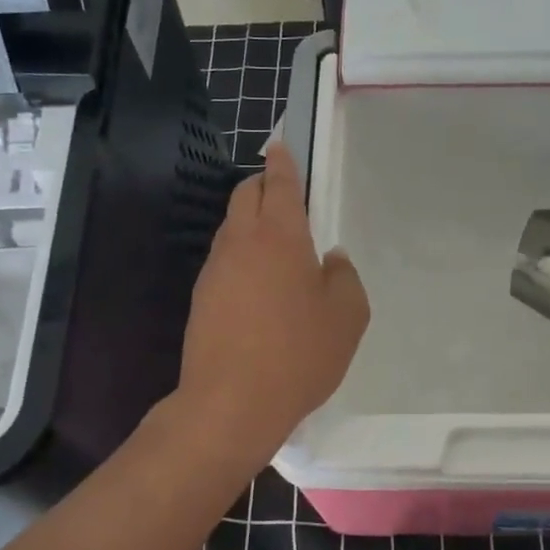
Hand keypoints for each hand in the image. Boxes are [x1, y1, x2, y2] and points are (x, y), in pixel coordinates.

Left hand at [178, 143, 369, 458]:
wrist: (230, 404)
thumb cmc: (299, 354)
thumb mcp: (347, 316)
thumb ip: (344, 277)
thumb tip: (331, 260)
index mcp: (281, 237)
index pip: (279, 184)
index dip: (282, 162)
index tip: (279, 145)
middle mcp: (242, 243)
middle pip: (246, 196)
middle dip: (263, 184)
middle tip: (284, 189)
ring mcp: (215, 270)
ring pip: (232, 227)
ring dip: (252, 221)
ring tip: (277, 241)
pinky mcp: (201, 298)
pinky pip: (225, 259)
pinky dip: (242, 254)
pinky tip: (259, 283)